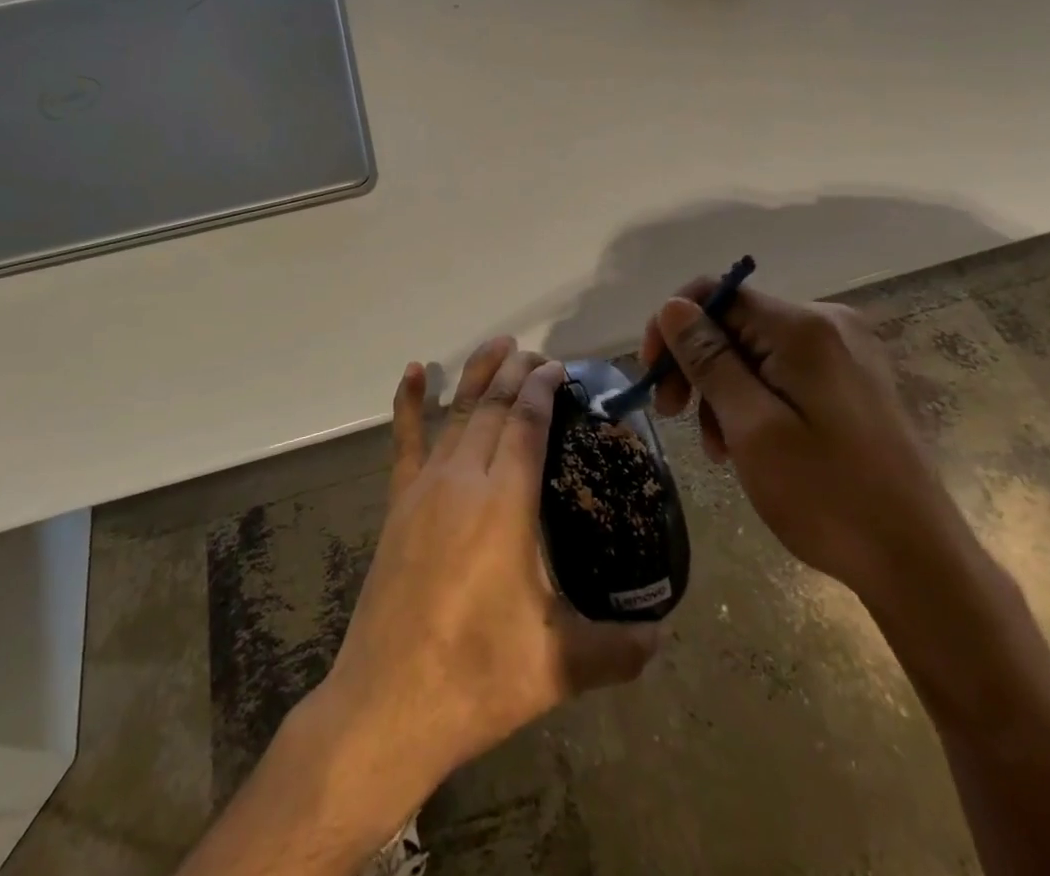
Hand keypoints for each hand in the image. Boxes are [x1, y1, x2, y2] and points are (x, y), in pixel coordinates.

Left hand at [310, 338, 658, 823]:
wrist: (387, 705)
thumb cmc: (476, 677)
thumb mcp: (557, 667)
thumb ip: (617, 649)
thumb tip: (663, 637)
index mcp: (505, 504)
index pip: (527, 424)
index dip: (542, 390)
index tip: (558, 368)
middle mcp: (464, 480)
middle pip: (493, 408)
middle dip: (516, 374)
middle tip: (538, 354)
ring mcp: (425, 488)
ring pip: (457, 414)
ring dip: (478, 376)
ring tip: (498, 346)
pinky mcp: (398, 505)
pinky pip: (404, 441)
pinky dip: (407, 403)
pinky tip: (412, 372)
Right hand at [642, 283, 964, 605]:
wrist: (920, 564)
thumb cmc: (828, 497)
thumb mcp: (752, 428)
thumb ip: (709, 360)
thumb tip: (672, 305)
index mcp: (803, 327)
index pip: (715, 294)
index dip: (673, 327)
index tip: (654, 378)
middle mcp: (828, 324)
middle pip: (735, 322)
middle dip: (696, 365)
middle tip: (674, 416)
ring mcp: (847, 352)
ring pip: (756, 350)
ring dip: (723, 390)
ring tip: (719, 448)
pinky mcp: (854, 381)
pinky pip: (784, 371)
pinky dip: (755, 399)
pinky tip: (749, 442)